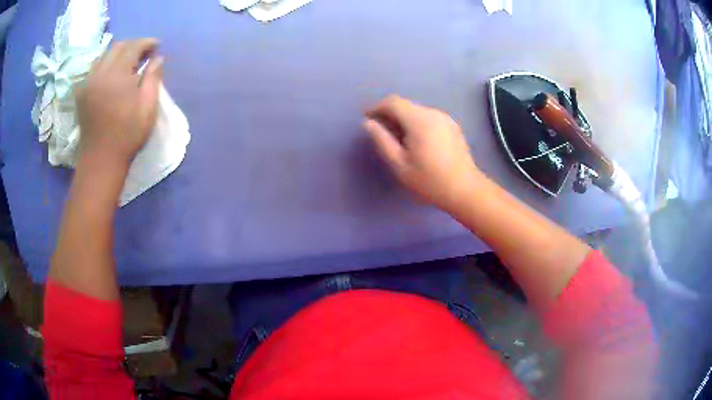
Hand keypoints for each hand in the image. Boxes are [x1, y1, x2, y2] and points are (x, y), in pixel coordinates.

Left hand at [74, 38, 163, 168]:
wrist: (101, 160)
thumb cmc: (127, 135)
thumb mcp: (148, 107)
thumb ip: (153, 78)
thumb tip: (158, 59)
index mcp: (117, 75)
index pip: (133, 47)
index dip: (147, 43)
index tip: (157, 46)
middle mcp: (100, 73)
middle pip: (117, 47)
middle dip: (133, 45)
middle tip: (143, 53)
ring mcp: (88, 83)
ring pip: (104, 55)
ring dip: (118, 53)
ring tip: (127, 61)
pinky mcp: (82, 93)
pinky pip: (93, 68)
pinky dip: (105, 64)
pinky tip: (111, 72)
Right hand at [363, 95, 482, 213]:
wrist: (465, 190)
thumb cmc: (429, 180)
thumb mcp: (399, 164)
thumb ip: (382, 140)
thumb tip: (368, 123)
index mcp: (419, 120)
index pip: (393, 102)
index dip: (376, 107)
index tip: (367, 118)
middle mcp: (433, 113)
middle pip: (406, 105)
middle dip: (390, 114)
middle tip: (380, 131)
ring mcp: (445, 119)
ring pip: (417, 111)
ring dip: (403, 119)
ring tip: (397, 138)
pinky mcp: (452, 126)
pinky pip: (429, 118)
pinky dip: (417, 123)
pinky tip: (416, 141)